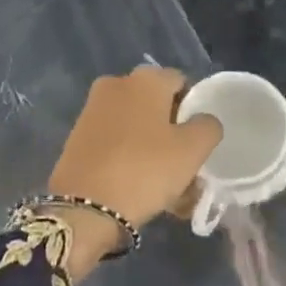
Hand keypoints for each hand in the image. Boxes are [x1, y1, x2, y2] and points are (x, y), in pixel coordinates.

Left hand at [47, 68, 220, 277]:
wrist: (83, 207)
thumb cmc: (144, 169)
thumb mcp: (192, 150)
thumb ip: (208, 127)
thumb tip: (203, 121)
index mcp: (145, 78)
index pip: (181, 83)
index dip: (194, 110)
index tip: (197, 142)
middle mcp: (116, 84)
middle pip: (157, 106)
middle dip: (172, 134)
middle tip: (184, 169)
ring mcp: (93, 109)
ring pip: (136, 127)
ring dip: (153, 151)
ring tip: (166, 191)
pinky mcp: (78, 136)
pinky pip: (115, 142)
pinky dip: (130, 159)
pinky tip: (139, 190)